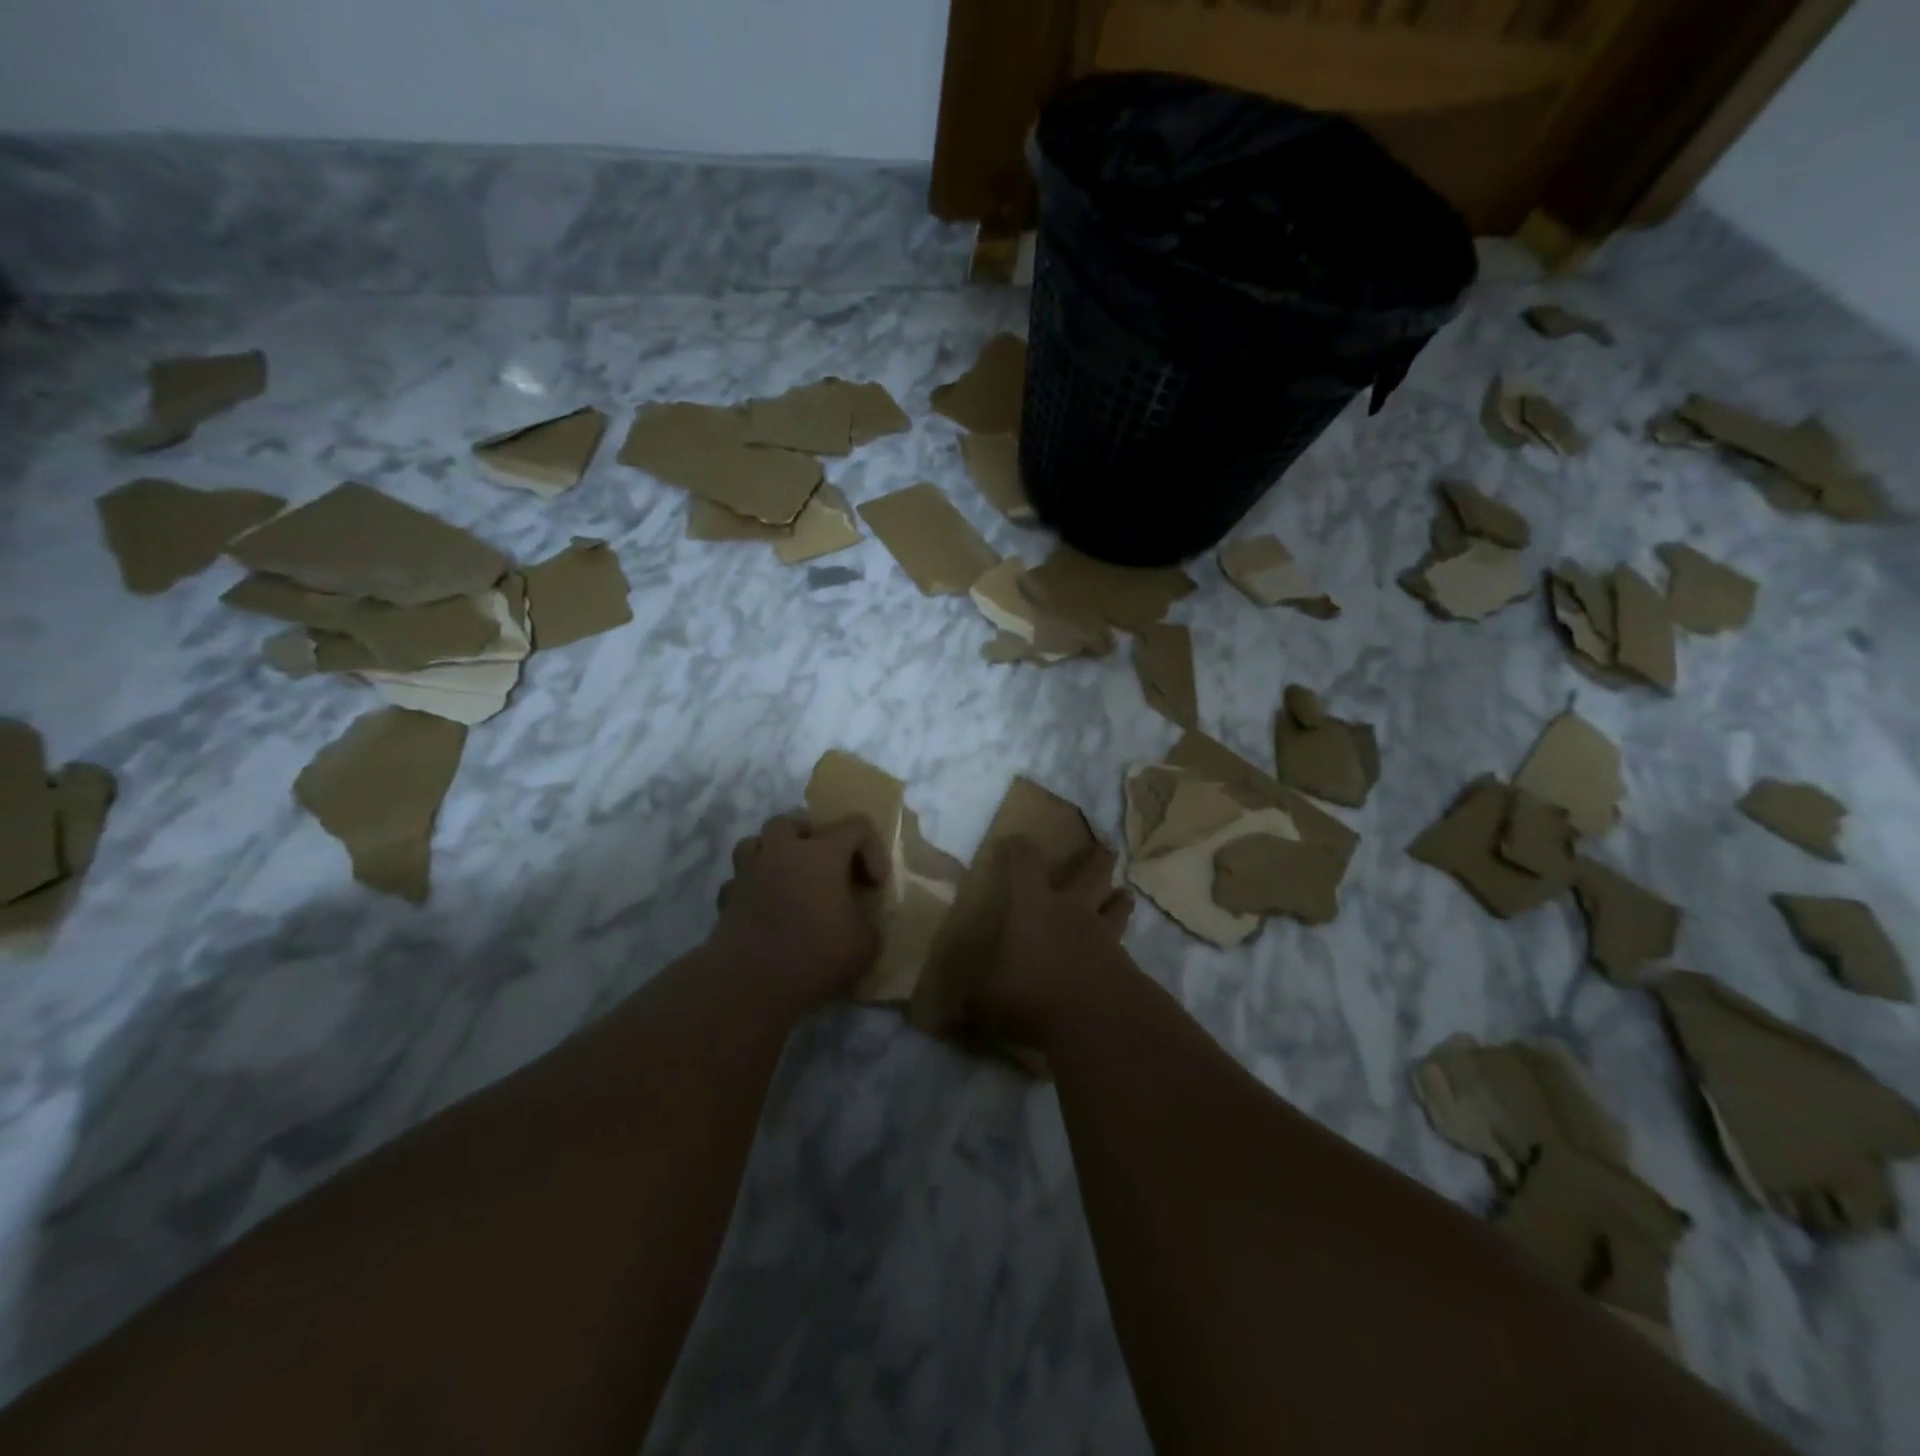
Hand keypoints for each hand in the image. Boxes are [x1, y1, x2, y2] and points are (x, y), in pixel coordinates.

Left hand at [712, 813, 887, 1014]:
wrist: (752, 985)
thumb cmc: (817, 956)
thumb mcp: (865, 944)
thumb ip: (866, 922)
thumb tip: (859, 922)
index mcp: (823, 853)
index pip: (855, 826)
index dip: (871, 849)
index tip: (873, 885)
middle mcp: (783, 852)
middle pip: (792, 821)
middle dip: (809, 835)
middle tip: (822, 864)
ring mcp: (749, 873)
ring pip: (754, 843)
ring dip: (771, 853)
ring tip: (785, 877)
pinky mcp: (726, 899)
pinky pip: (737, 881)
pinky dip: (749, 888)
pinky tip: (760, 908)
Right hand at [956, 838, 1134, 1049]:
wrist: (1099, 1019)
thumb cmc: (1033, 994)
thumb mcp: (987, 999)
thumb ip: (972, 1003)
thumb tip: (948, 1019)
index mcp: (1033, 906)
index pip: (1024, 863)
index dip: (1018, 848)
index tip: (1014, 840)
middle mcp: (1072, 910)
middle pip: (1091, 872)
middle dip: (1097, 857)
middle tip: (1106, 846)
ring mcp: (1103, 934)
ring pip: (1116, 905)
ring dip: (1119, 898)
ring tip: (1124, 894)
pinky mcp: (1125, 963)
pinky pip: (1124, 944)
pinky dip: (1122, 943)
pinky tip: (1121, 952)